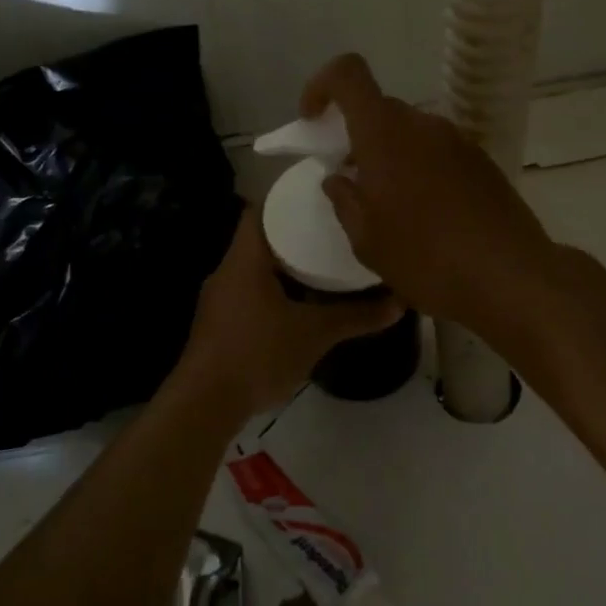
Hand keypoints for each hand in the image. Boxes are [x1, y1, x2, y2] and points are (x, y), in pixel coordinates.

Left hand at [173, 207, 401, 421]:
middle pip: (261, 238)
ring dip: (286, 265)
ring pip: (256, 268)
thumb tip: (400, 303)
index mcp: (244, 260)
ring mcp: (220, 299)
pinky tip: (302, 302)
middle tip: (333, 230)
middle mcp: (227, 272)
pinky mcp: (220, 324)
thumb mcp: (315, 334)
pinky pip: (251, 292)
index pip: (261, 210)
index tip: (321, 199)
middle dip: (295, 234)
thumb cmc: (258, 354)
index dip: (288, 200)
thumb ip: (357, 316)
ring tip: (324, 262)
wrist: (205, 406)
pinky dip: (276, 290)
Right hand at [301, 55, 554, 331]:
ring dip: (391, 156)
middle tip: (352, 180)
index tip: (314, 121)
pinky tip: (427, 215)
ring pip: (411, 133)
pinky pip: (438, 152)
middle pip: (381, 109)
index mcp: (385, 134)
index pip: (348, 74)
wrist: (509, 276)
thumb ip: (345, 201)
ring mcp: (458, 141)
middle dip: (358, 136)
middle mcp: (423, 125)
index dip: (322, 86)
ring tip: (391, 206)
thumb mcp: (367, 240)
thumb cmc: (426, 258)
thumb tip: (338, 179)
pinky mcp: (482, 162)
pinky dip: (421, 169)